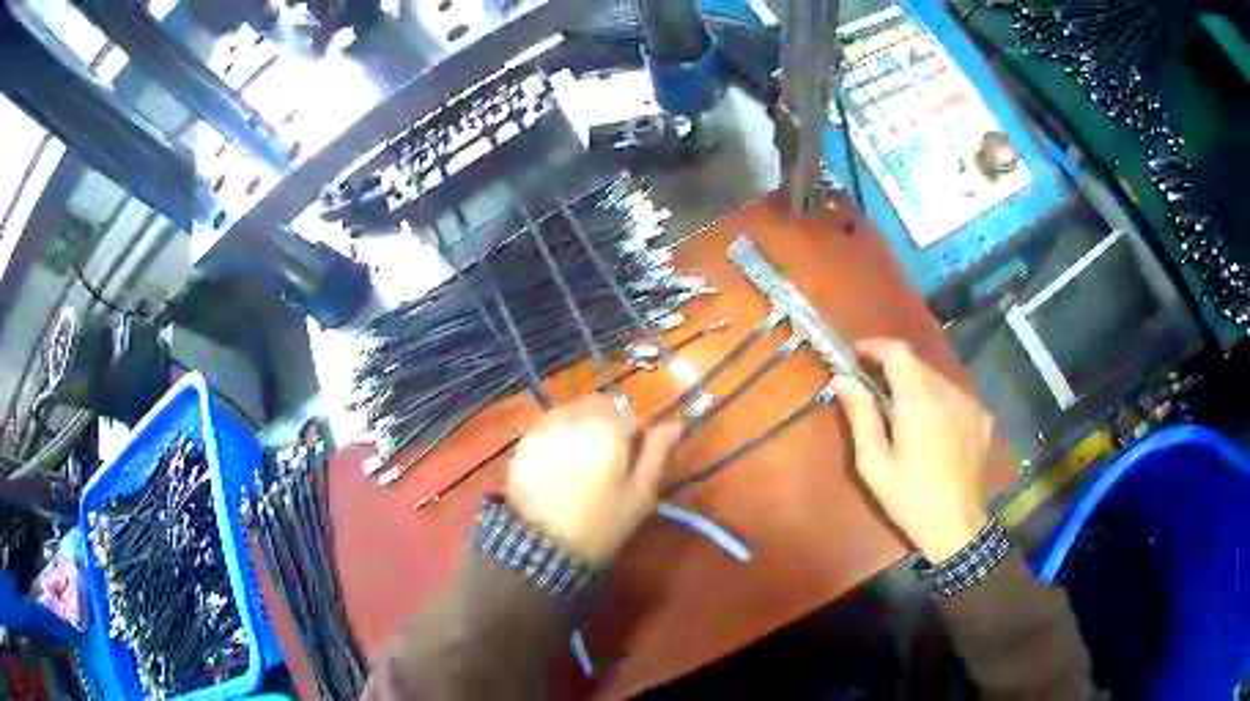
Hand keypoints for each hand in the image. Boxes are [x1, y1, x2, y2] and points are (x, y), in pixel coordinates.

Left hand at [506, 395, 681, 566]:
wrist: (540, 547)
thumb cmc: (600, 524)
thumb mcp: (640, 494)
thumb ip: (658, 452)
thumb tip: (676, 423)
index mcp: (610, 428)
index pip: (638, 418)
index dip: (642, 440)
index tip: (637, 464)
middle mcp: (577, 415)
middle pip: (605, 406)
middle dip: (614, 424)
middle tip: (613, 460)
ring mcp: (547, 424)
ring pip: (576, 409)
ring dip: (587, 424)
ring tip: (585, 458)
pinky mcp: (526, 438)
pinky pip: (552, 422)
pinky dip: (562, 431)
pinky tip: (561, 460)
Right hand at [832, 340, 994, 562]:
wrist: (957, 526)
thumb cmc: (910, 498)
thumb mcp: (875, 464)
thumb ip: (860, 416)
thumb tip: (841, 380)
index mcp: (919, 399)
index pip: (897, 352)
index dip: (875, 347)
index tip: (856, 355)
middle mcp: (948, 390)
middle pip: (917, 363)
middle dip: (893, 368)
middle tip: (872, 387)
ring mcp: (970, 402)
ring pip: (938, 379)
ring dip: (917, 385)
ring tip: (902, 411)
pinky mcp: (982, 417)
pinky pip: (955, 396)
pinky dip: (939, 400)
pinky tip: (933, 426)